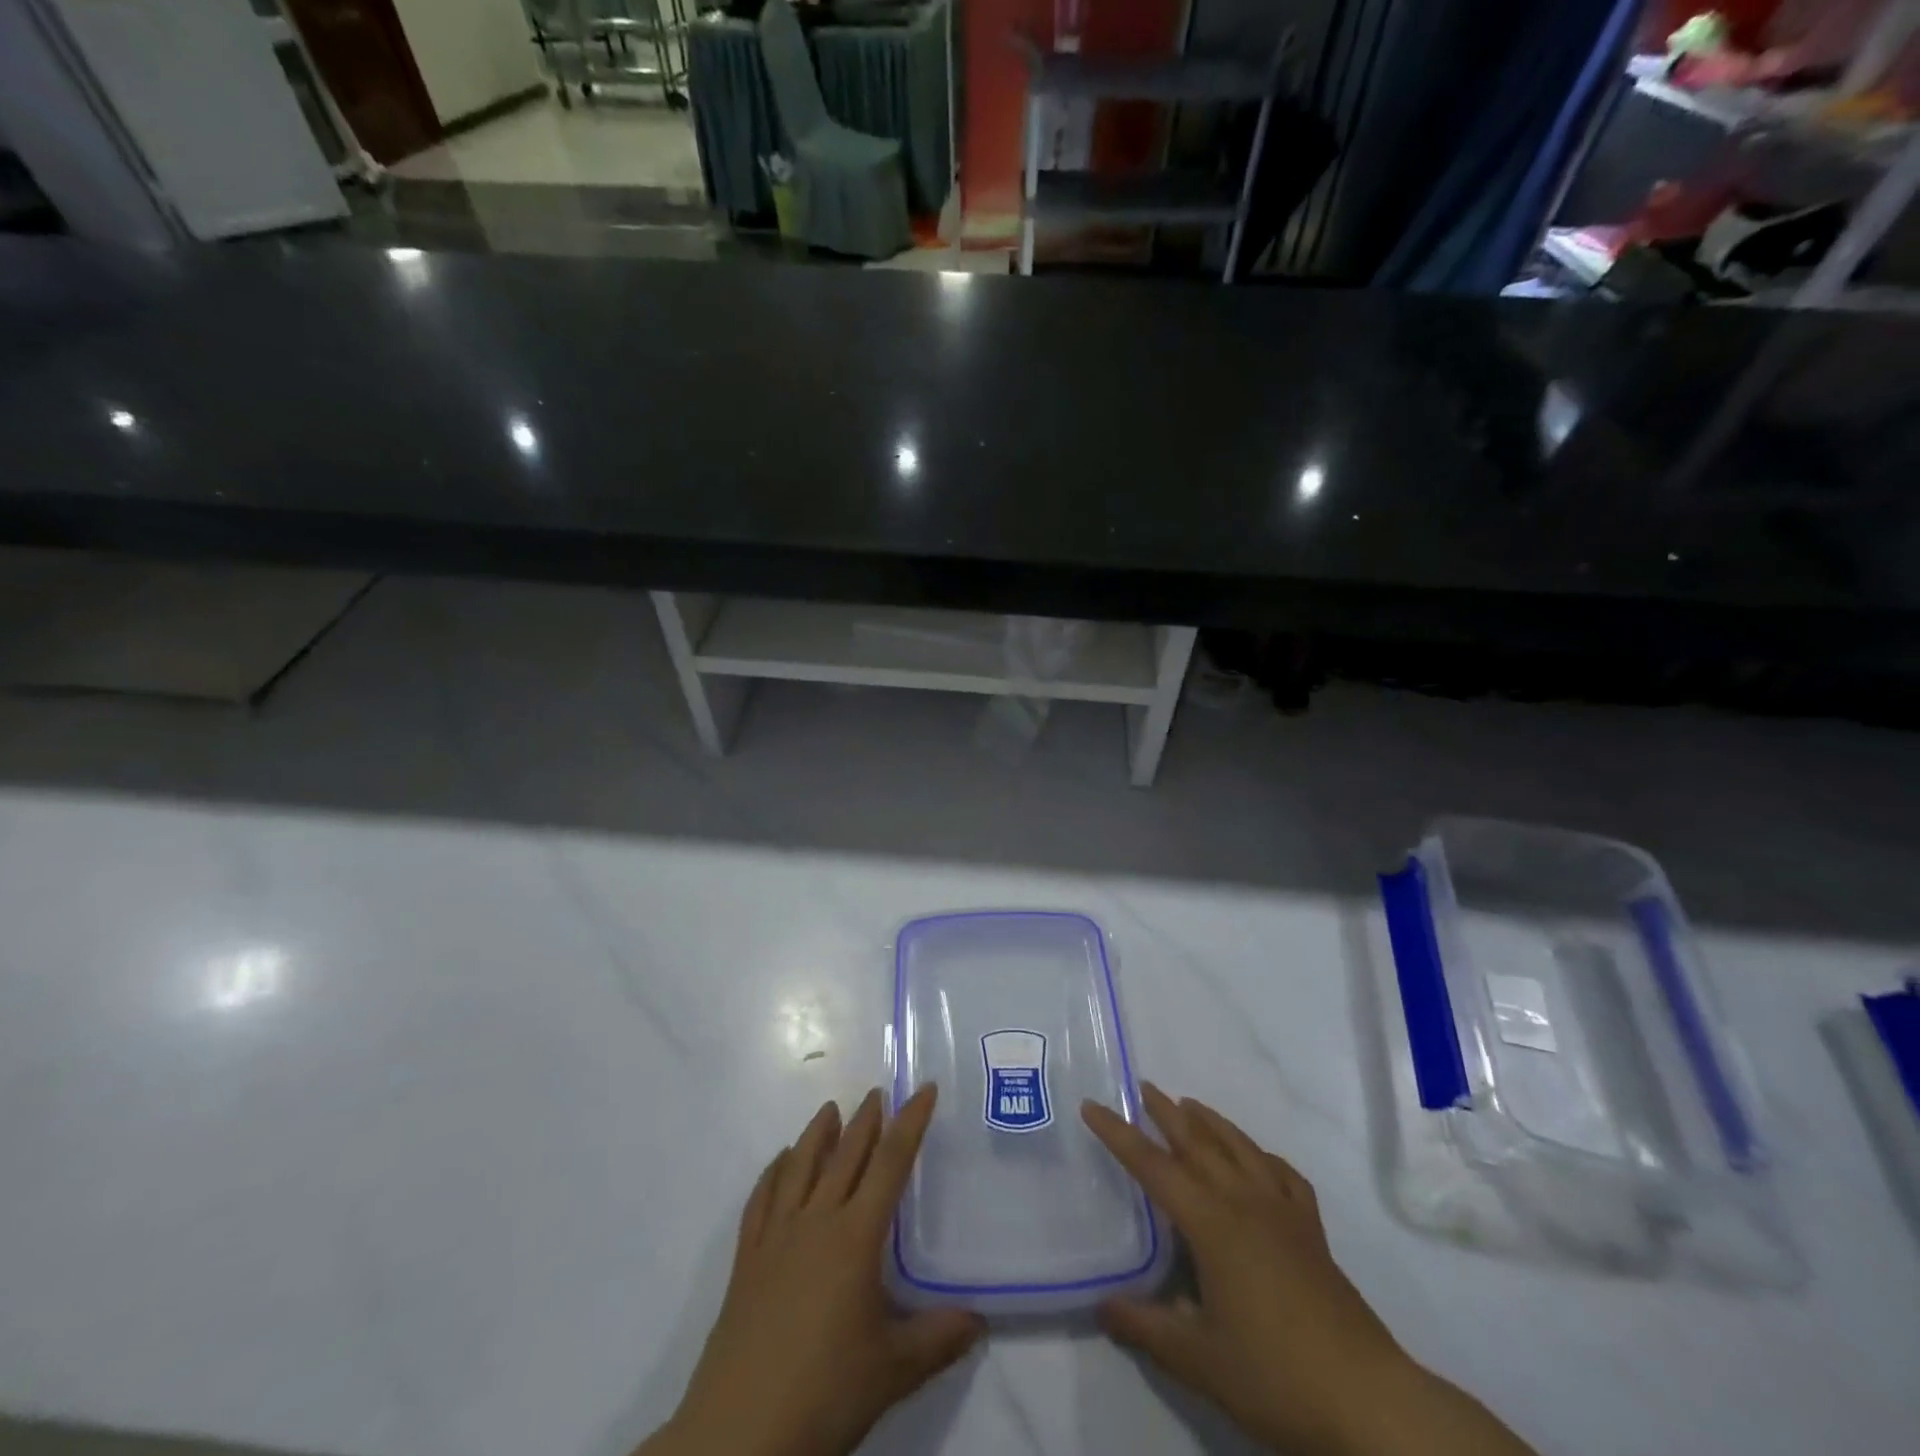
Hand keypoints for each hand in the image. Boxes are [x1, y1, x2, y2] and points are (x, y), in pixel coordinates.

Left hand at [643, 1086, 983, 1455]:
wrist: (741, 1433)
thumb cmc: (825, 1392)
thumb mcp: (894, 1370)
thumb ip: (939, 1339)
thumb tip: (980, 1319)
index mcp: (856, 1237)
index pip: (891, 1163)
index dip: (911, 1122)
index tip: (923, 1088)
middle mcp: (817, 1221)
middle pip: (846, 1154)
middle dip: (866, 1120)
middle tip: (878, 1092)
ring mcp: (777, 1236)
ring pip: (800, 1166)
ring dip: (818, 1133)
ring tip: (830, 1109)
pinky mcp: (747, 1259)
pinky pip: (761, 1199)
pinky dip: (773, 1172)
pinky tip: (780, 1162)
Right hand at [1083, 1085, 1534, 1455]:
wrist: (1368, 1400)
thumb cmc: (1275, 1375)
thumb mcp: (1198, 1360)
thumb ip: (1146, 1328)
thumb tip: (1102, 1305)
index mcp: (1211, 1223)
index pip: (1153, 1166)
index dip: (1119, 1135)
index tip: (1092, 1106)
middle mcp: (1244, 1201)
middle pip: (1198, 1142)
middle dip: (1166, 1112)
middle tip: (1143, 1087)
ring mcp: (1283, 1211)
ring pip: (1239, 1147)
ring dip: (1211, 1121)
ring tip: (1190, 1104)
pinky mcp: (1312, 1230)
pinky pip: (1282, 1174)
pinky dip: (1262, 1155)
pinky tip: (1257, 1159)